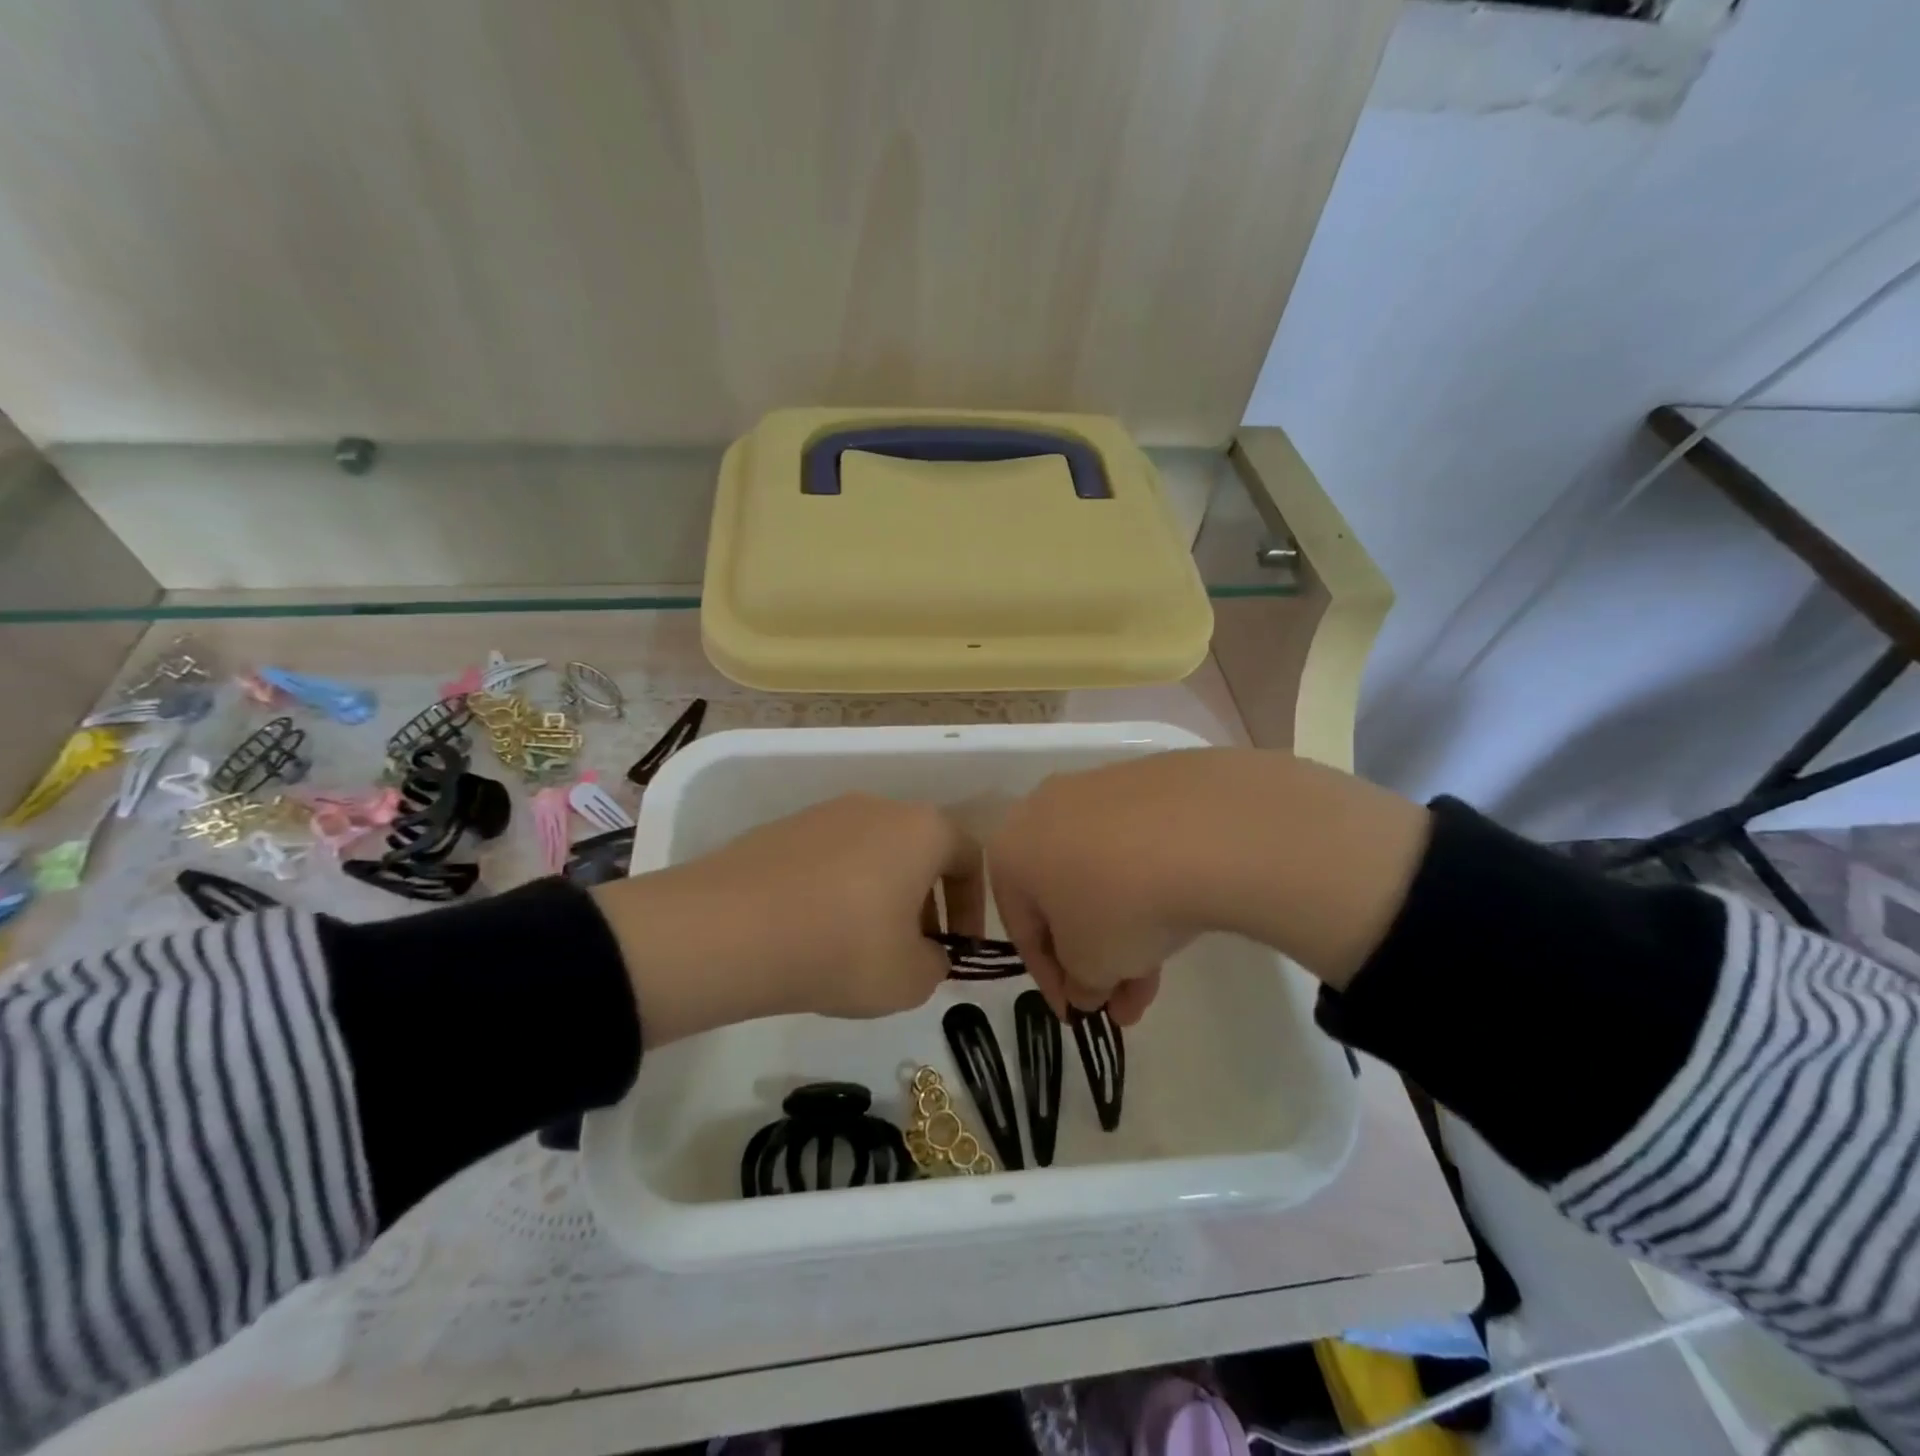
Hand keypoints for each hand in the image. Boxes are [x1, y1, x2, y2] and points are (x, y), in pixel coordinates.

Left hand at [592, 794, 982, 1046]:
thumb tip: (925, 953)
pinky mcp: (781, 828)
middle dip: (926, 901)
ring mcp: (825, 813)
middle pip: (918, 850)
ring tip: (861, 945)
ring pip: (873, 853)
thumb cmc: (843, 948)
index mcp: (922, 829)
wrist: (729, 930)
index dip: (973, 907)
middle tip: (914, 948)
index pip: (969, 857)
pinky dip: (837, 890)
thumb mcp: (909, 979)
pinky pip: (829, 859)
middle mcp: (878, 807)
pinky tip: (815, 932)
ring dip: (881, 894)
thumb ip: (935, 965)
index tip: (959, 948)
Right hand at [987, 749, 1428, 1026]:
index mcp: (1010, 851)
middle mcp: (1042, 810)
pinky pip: (1133, 844)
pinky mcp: (1144, 779)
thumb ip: (1081, 984)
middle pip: (1064, 899)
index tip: (1078, 1015)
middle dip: (1094, 957)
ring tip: (1160, 975)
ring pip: (1102, 873)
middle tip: (1124, 1002)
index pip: (1022, 930)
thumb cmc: (1121, 904)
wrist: (1203, 829)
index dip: (1051, 981)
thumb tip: (1088, 987)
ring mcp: (1096, 789)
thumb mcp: (1093, 966)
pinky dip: (1147, 885)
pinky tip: (1178, 915)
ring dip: (1125, 928)